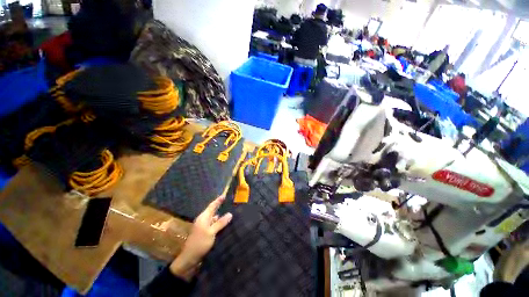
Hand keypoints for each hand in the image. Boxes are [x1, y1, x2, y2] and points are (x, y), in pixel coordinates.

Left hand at [169, 196, 232, 280]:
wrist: (189, 259)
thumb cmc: (200, 243)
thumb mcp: (211, 232)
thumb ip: (220, 223)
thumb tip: (230, 214)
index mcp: (203, 217)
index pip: (212, 206)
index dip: (218, 200)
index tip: (224, 195)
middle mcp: (203, 221)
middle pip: (213, 211)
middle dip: (220, 207)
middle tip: (229, 204)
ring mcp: (203, 228)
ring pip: (214, 219)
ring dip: (221, 217)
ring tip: (230, 214)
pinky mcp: (204, 234)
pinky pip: (213, 226)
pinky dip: (219, 224)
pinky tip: (225, 226)